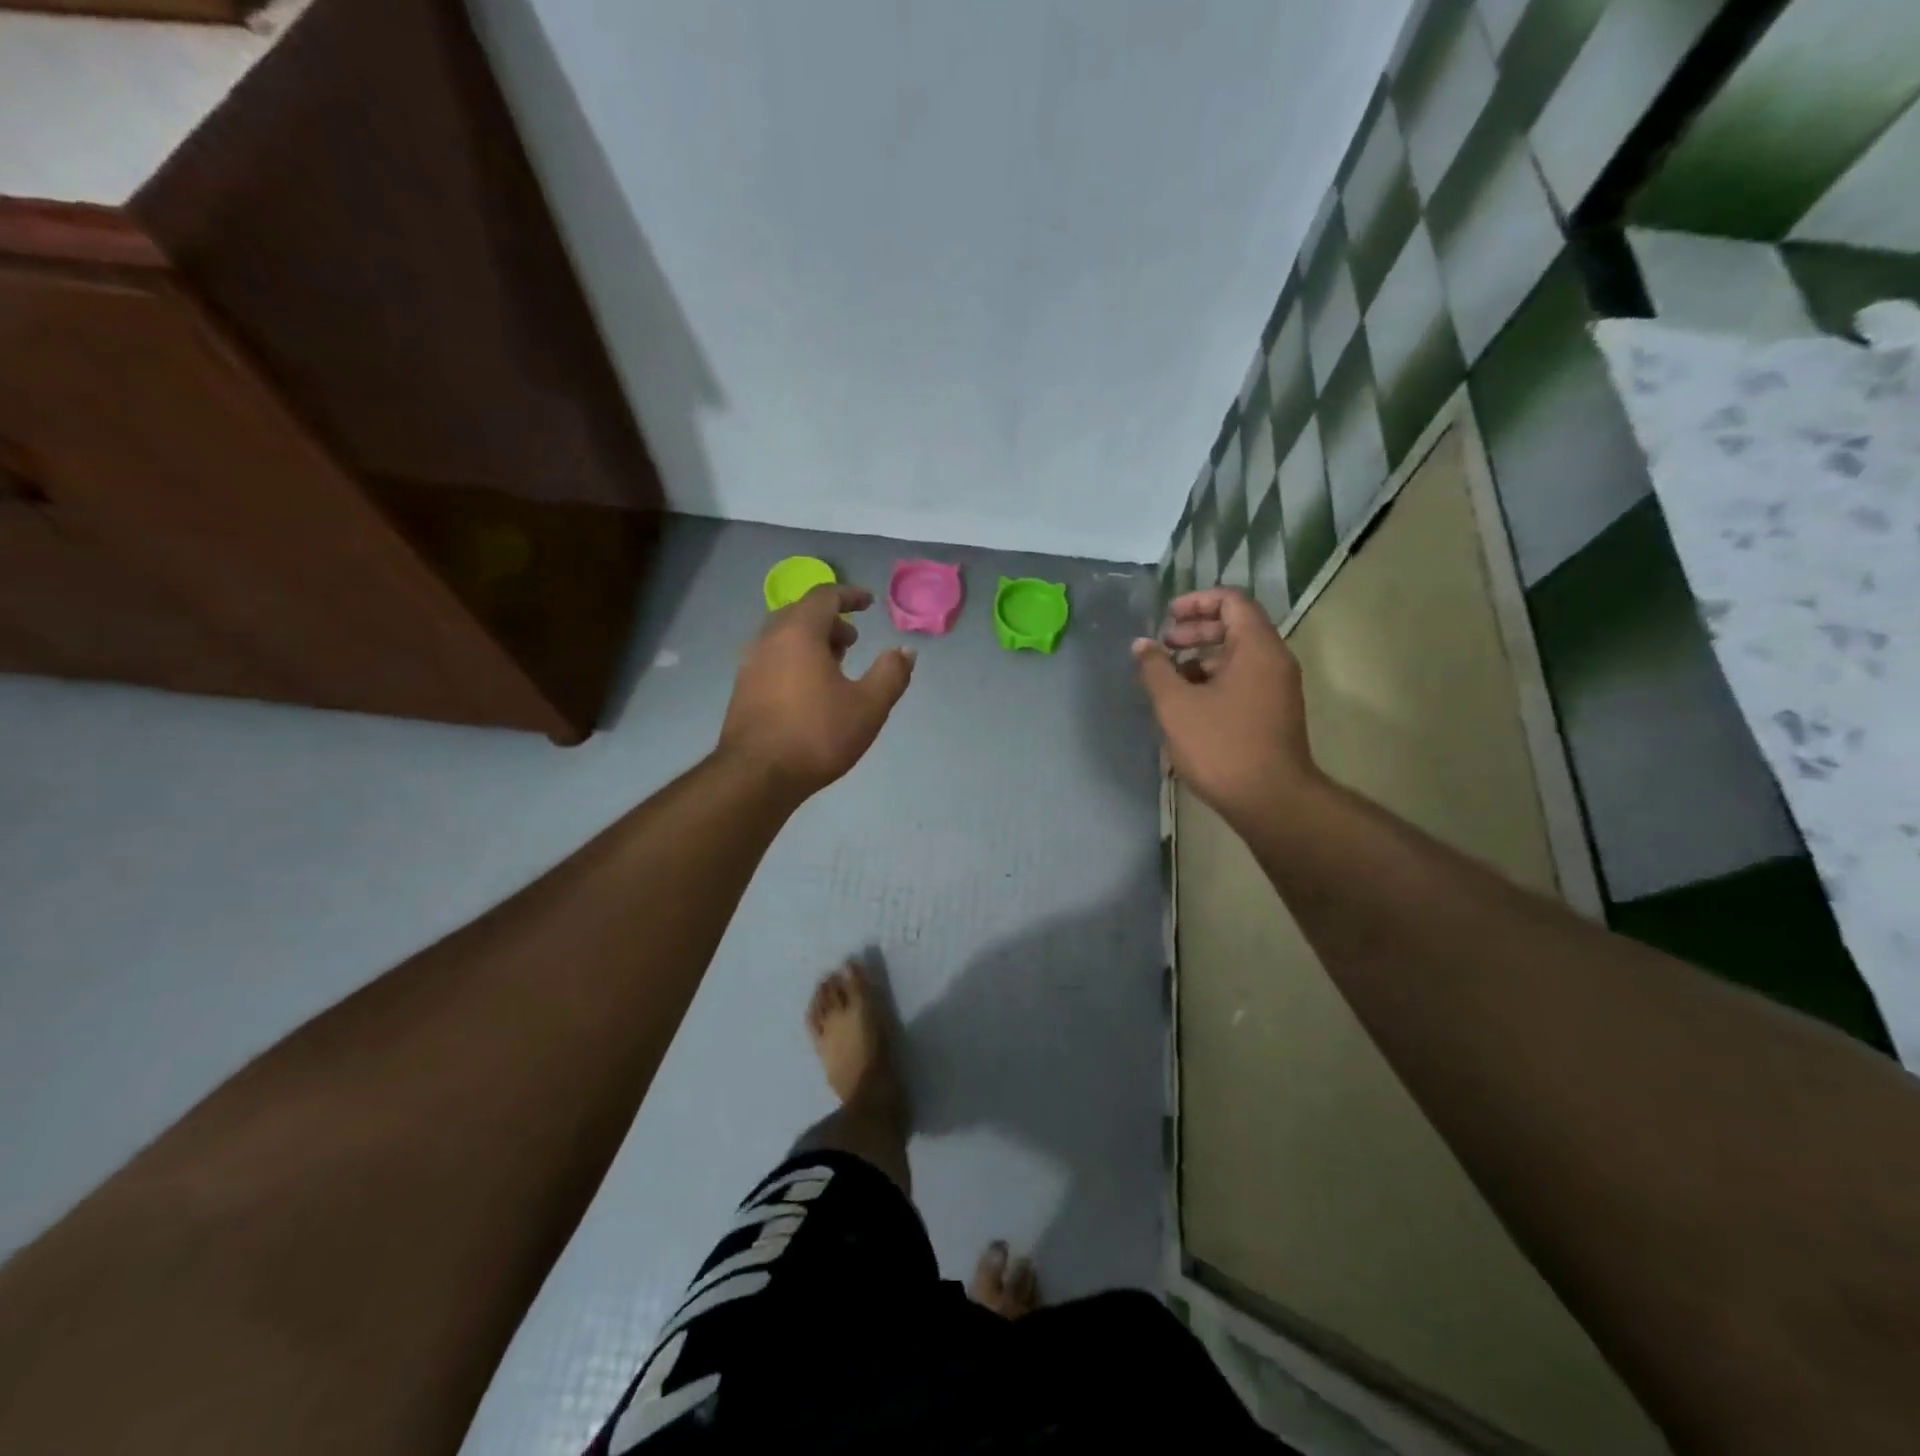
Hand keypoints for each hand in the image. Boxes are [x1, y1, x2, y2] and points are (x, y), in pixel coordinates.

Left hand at [719, 583, 915, 798]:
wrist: (756, 776)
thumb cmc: (817, 735)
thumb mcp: (868, 706)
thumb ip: (891, 673)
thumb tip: (905, 651)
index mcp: (799, 633)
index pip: (824, 596)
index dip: (849, 594)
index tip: (868, 602)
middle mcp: (769, 639)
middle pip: (801, 613)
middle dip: (830, 620)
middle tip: (853, 639)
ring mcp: (751, 664)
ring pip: (784, 636)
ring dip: (812, 640)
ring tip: (836, 664)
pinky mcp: (743, 688)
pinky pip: (773, 657)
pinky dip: (795, 658)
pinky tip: (810, 688)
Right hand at [1133, 588, 1317, 818]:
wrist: (1271, 799)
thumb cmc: (1221, 745)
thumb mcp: (1176, 705)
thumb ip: (1155, 669)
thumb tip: (1142, 645)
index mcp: (1257, 647)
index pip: (1232, 601)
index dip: (1197, 601)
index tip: (1167, 617)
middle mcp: (1274, 660)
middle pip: (1236, 626)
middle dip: (1196, 631)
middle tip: (1164, 646)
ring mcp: (1277, 688)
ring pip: (1238, 656)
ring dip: (1202, 658)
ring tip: (1169, 678)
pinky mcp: (1273, 712)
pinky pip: (1243, 679)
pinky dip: (1215, 679)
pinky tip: (1188, 703)